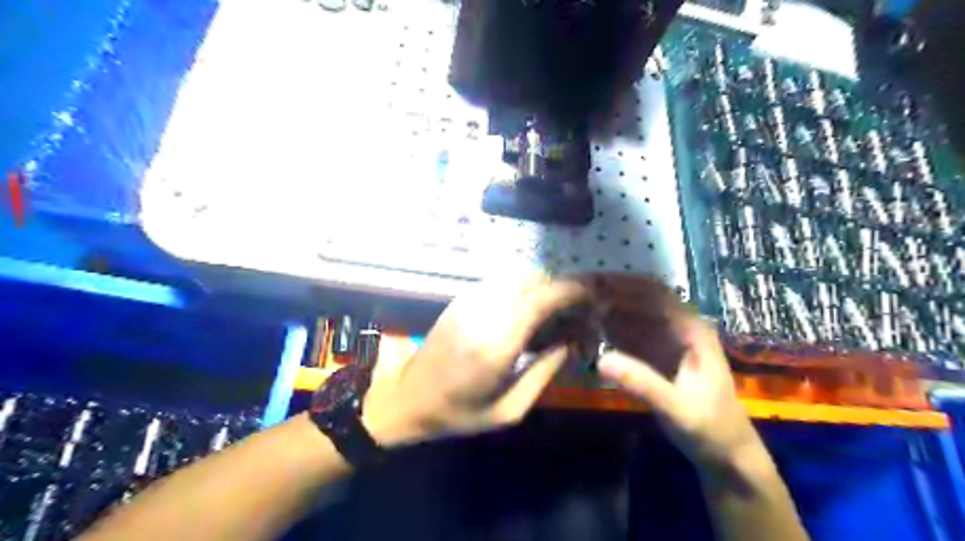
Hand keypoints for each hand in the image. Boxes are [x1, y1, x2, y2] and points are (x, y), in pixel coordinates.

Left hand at [362, 276, 588, 445]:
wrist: (407, 399)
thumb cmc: (459, 413)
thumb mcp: (510, 409)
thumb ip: (545, 371)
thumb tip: (571, 340)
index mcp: (497, 342)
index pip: (543, 297)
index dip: (573, 290)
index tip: (594, 296)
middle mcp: (483, 311)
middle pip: (533, 278)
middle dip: (562, 286)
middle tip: (577, 306)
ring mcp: (468, 301)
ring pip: (516, 275)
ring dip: (542, 285)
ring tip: (555, 308)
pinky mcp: (460, 299)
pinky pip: (500, 282)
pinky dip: (522, 287)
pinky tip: (526, 309)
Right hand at [592, 274, 766, 472]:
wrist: (724, 452)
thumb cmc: (710, 427)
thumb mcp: (678, 408)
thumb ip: (642, 383)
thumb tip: (600, 361)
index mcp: (692, 329)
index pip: (656, 293)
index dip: (625, 284)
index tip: (592, 283)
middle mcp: (677, 327)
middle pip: (640, 298)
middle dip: (610, 293)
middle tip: (574, 294)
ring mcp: (664, 339)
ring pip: (631, 313)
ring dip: (606, 308)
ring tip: (574, 307)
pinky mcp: (653, 353)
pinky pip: (627, 333)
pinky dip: (607, 328)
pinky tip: (586, 329)